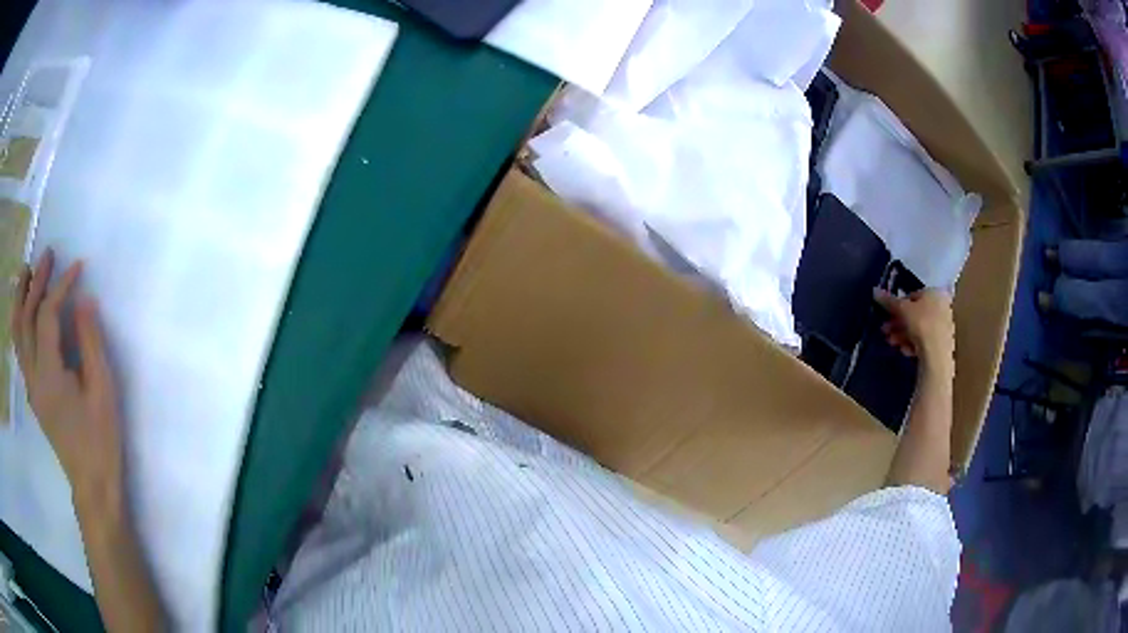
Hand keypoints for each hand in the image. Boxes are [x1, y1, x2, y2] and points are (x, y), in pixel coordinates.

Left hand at [12, 249, 122, 506]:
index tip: (77, 267)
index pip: (47, 316)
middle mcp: (33, 377)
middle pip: (26, 319)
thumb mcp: (102, 391)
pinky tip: (24, 311)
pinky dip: (19, 322)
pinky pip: (20, 349)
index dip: (60, 286)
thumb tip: (84, 301)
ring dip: (20, 299)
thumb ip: (91, 343)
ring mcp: (31, 386)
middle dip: (36, 282)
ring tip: (26, 273)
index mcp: (49, 376)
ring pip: (17, 333)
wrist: (92, 485)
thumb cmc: (100, 440)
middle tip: (48, 255)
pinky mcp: (33, 393)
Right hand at [874, 288, 954, 371]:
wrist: (938, 354)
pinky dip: (913, 344)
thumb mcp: (901, 309)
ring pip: (918, 328)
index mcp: (934, 292)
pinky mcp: (942, 343)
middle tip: (885, 332)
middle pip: (915, 314)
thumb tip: (875, 290)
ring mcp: (943, 325)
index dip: (897, 306)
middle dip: (898, 323)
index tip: (886, 316)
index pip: (912, 296)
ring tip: (892, 343)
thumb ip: (888, 301)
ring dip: (902, 335)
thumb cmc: (921, 323)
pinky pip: (924, 340)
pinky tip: (906, 351)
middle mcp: (941, 306)